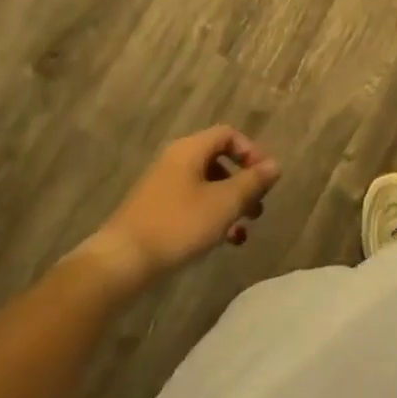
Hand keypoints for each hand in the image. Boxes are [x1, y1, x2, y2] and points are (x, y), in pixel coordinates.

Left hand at [85, 127, 281, 284]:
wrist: (121, 263)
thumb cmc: (178, 225)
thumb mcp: (224, 203)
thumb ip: (252, 182)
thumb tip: (275, 165)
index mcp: (190, 149)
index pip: (228, 135)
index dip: (252, 152)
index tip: (265, 179)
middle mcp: (176, 161)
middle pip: (218, 162)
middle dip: (243, 184)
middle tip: (258, 208)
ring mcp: (163, 187)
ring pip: (206, 187)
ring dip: (229, 205)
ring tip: (242, 232)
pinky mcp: (155, 213)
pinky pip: (191, 205)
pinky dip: (210, 218)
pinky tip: (221, 243)